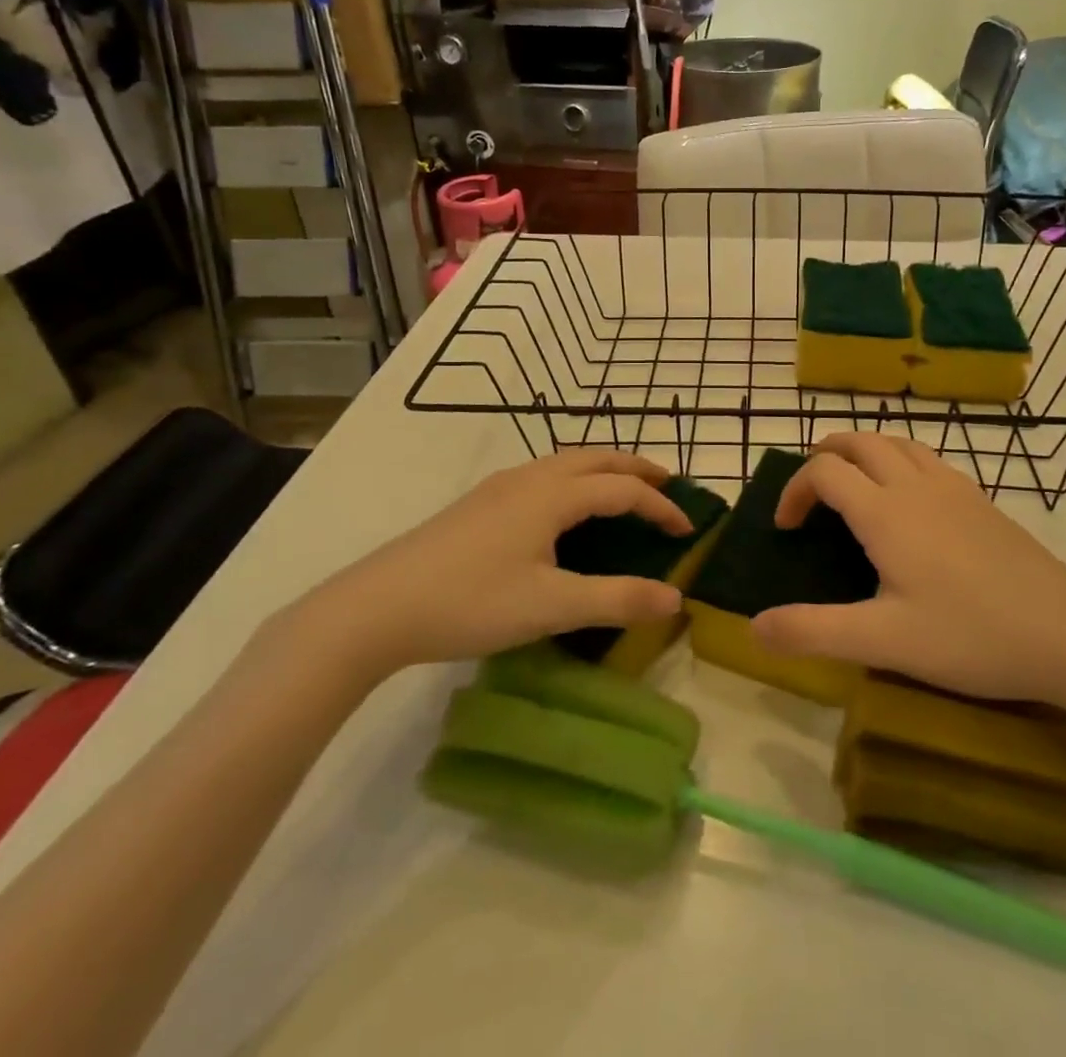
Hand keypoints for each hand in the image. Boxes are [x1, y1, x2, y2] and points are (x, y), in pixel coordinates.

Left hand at [292, 450, 690, 687]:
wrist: (377, 607)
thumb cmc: (470, 602)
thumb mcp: (550, 607)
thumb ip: (615, 599)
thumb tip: (675, 598)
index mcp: (552, 495)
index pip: (623, 488)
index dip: (661, 506)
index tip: (688, 529)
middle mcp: (530, 478)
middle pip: (596, 458)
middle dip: (637, 468)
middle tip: (668, 486)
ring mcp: (500, 487)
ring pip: (566, 462)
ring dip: (604, 469)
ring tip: (624, 492)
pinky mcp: (479, 503)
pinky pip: (544, 474)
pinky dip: (576, 479)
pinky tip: (564, 510)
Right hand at [751, 434, 1065, 710]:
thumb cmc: (970, 635)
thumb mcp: (884, 642)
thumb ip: (814, 631)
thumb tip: (755, 626)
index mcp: (885, 513)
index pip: (825, 472)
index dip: (795, 490)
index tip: (787, 527)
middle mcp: (915, 486)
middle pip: (860, 441)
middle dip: (825, 455)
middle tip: (811, 491)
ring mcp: (954, 488)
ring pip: (898, 442)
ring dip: (864, 450)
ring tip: (853, 484)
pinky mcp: (981, 501)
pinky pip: (928, 459)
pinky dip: (900, 461)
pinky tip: (910, 502)